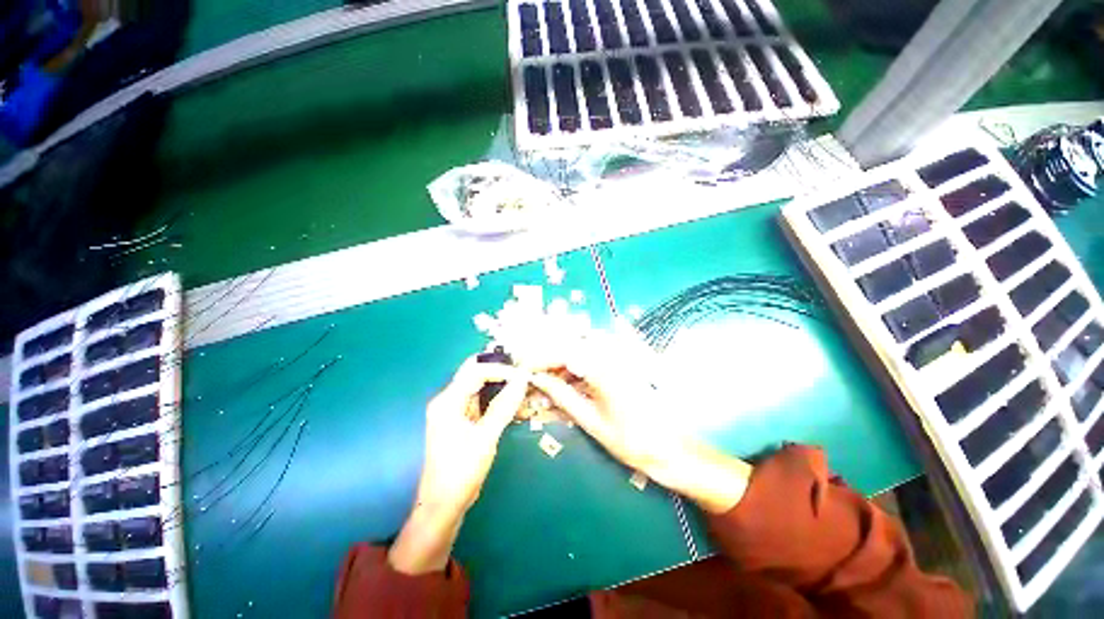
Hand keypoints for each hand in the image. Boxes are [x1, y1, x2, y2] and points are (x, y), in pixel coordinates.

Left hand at [388, 357, 528, 573]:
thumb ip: (504, 406)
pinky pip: (479, 401)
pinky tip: (512, 403)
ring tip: (521, 387)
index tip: (523, 376)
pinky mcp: (460, 421)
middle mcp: (448, 400)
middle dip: (499, 372)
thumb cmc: (461, 471)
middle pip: (475, 374)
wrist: (443, 506)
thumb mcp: (486, 437)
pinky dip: (496, 399)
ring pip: (478, 387)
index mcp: (448, 401)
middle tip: (523, 374)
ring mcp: (453, 411)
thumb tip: (522, 379)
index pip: (476, 371)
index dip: (501, 370)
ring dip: (499, 385)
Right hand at [529, 327, 752, 513]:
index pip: (563, 352)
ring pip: (584, 346)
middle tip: (536, 374)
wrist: (672, 448)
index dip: (540, 359)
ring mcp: (623, 355)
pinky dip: (581, 362)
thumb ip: (563, 396)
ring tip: (553, 379)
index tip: (525, 370)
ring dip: (565, 359)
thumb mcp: (591, 421)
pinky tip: (574, 375)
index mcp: (604, 369)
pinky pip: (598, 352)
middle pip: (573, 343)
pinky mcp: (628, 360)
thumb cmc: (631, 441)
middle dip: (550, 356)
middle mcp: (614, 354)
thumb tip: (539, 380)